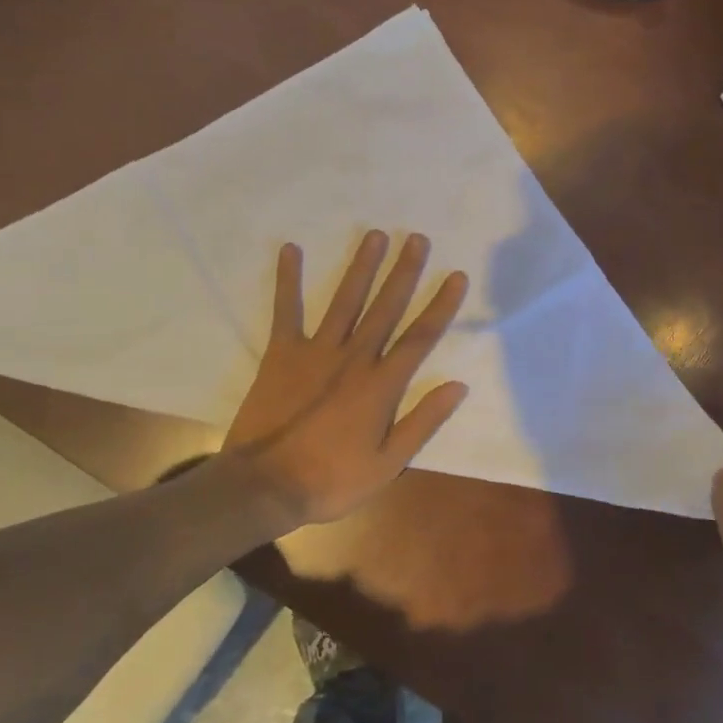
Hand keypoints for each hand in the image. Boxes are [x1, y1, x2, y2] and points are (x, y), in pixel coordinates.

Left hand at [224, 230, 469, 530]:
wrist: (265, 486)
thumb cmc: (332, 479)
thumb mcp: (388, 464)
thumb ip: (422, 422)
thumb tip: (457, 386)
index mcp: (381, 385)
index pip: (419, 337)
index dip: (440, 305)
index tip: (456, 276)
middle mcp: (354, 358)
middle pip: (385, 308)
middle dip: (404, 272)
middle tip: (416, 238)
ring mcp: (316, 351)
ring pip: (345, 301)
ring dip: (361, 267)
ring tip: (374, 235)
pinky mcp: (282, 353)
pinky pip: (287, 310)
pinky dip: (289, 280)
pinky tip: (291, 249)